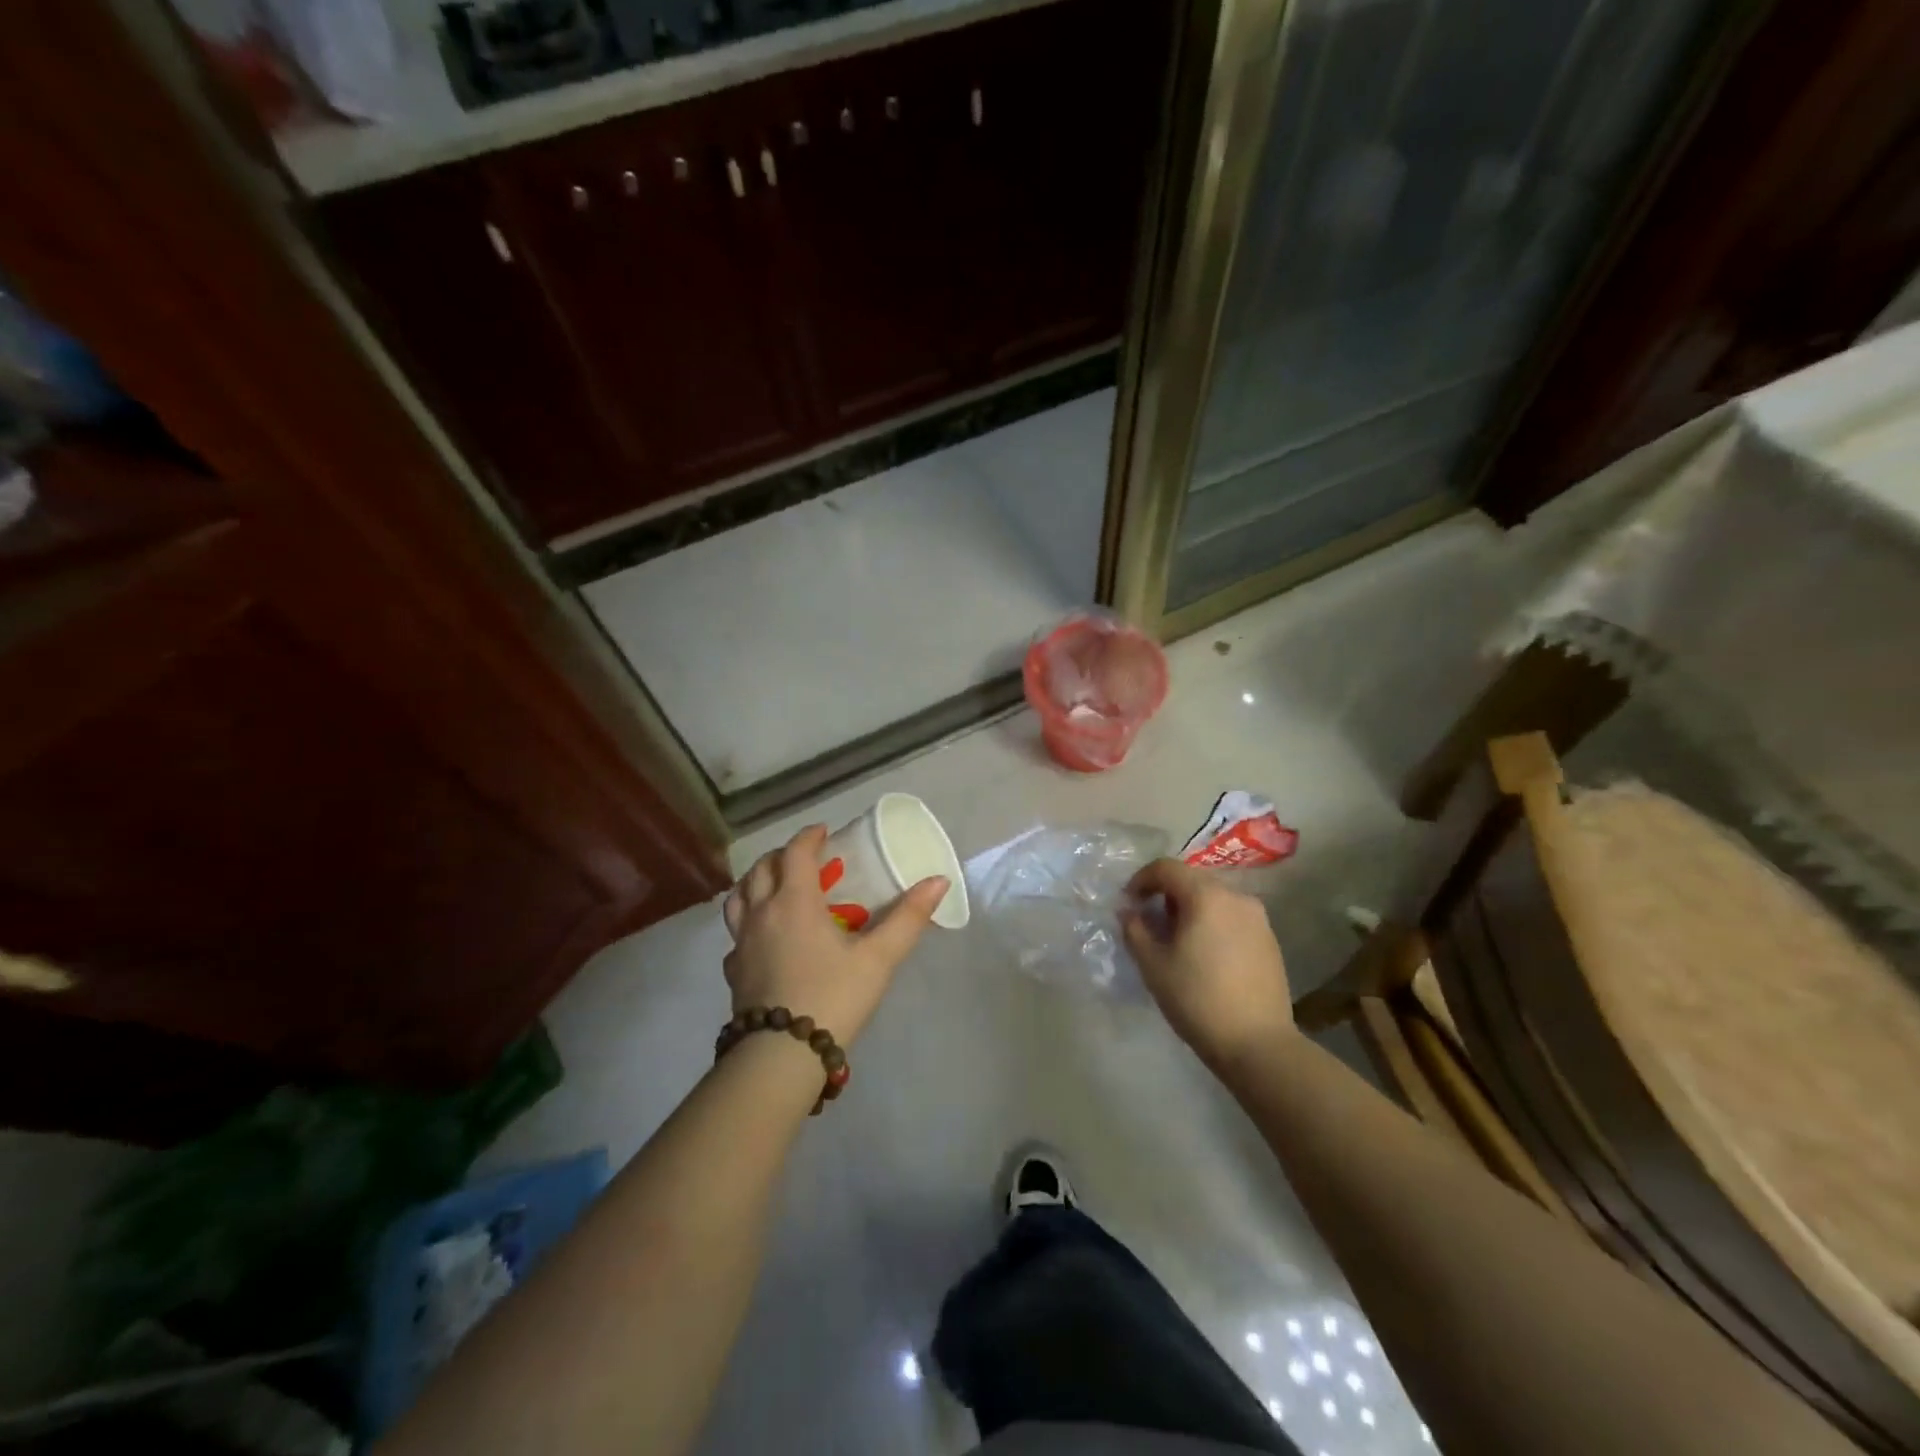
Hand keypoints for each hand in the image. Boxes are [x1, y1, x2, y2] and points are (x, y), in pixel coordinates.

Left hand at [722, 824, 947, 1045]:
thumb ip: (908, 918)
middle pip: (761, 869)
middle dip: (782, 855)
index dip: (809, 837)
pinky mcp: (733, 971)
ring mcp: (741, 943)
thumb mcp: (879, 957)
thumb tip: (939, 880)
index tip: (824, 831)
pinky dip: (747, 923)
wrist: (781, 1055)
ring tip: (775, 888)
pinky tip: (763, 939)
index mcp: (794, 901)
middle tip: (804, 858)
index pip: (795, 853)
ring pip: (738, 898)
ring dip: (755, 883)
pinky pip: (735, 935)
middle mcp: (761, 913)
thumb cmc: (833, 996)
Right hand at [1120, 858, 1293, 1071]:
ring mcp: (1258, 918)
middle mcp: (1236, 896)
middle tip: (1149, 923)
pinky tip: (1204, 955)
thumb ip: (1135, 929)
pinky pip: (1232, 918)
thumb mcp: (1153, 964)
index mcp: (1206, 896)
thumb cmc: (1198, 999)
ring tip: (1176, 941)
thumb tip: (1129, 911)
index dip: (1141, 880)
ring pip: (1214, 899)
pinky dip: (1212, 924)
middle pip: (1192, 880)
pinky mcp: (1269, 940)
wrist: (1258, 1044)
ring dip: (1189, 909)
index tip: (1128, 904)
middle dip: (1165, 895)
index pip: (1166, 868)